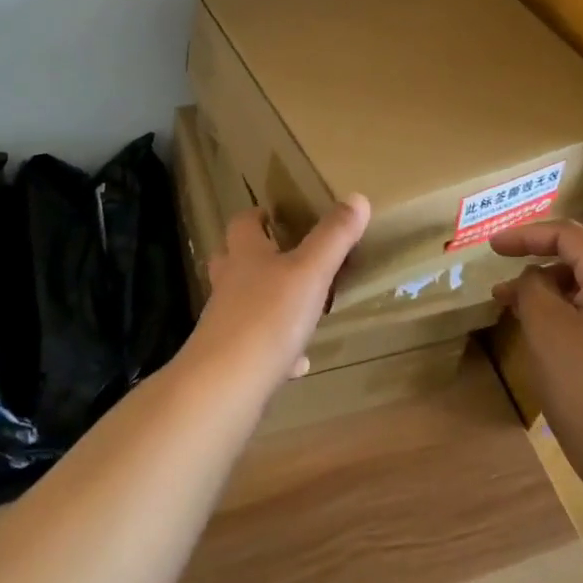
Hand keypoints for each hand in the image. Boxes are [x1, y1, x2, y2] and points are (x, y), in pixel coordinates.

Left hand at [185, 196, 370, 392]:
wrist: (225, 385)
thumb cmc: (268, 316)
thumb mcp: (311, 271)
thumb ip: (333, 237)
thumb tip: (357, 198)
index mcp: (246, 256)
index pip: (243, 224)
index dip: (256, 216)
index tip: (273, 214)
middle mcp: (230, 284)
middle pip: (232, 261)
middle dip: (253, 256)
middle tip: (282, 255)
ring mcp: (225, 323)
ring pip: (242, 303)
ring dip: (265, 302)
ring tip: (296, 307)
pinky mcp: (230, 360)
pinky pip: (255, 348)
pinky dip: (276, 350)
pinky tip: (298, 362)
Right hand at [491, 220, 582, 463]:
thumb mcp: (545, 326)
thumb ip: (532, 286)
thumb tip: (534, 279)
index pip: (569, 234)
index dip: (527, 235)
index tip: (492, 248)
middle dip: (541, 249)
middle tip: (505, 258)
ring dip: (550, 277)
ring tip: (512, 298)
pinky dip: (565, 299)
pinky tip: (539, 319)